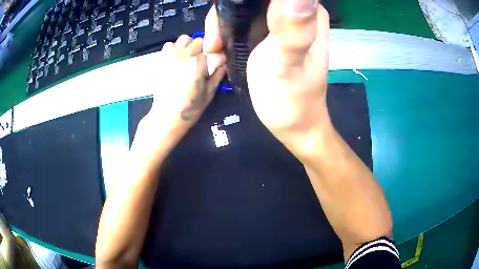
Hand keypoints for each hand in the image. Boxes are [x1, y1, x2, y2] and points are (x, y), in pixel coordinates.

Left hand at [136, 35, 225, 156]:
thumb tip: (224, 63)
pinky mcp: (162, 60)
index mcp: (197, 63)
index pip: (212, 48)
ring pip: (184, 39)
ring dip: (189, 45)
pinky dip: (175, 48)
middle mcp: (183, 55)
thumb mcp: (209, 93)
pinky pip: (169, 44)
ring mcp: (170, 56)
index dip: (216, 55)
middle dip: (203, 49)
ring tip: (189, 58)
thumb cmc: (190, 108)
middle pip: (198, 41)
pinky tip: (177, 59)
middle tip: (203, 63)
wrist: (166, 116)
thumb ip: (217, 74)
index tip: (216, 63)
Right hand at [204, 0, 330, 155]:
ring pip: (241, 8)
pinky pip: (240, 21)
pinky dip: (224, 33)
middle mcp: (294, 10)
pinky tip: (220, 51)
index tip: (221, 20)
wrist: (293, 125)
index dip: (238, 1)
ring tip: (215, 51)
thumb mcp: (286, 62)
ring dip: (221, 26)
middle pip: (249, 0)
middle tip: (214, 43)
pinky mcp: (269, 33)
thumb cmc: (291, 99)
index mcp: (307, 11)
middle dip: (225, 15)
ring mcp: (281, 21)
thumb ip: (292, 28)